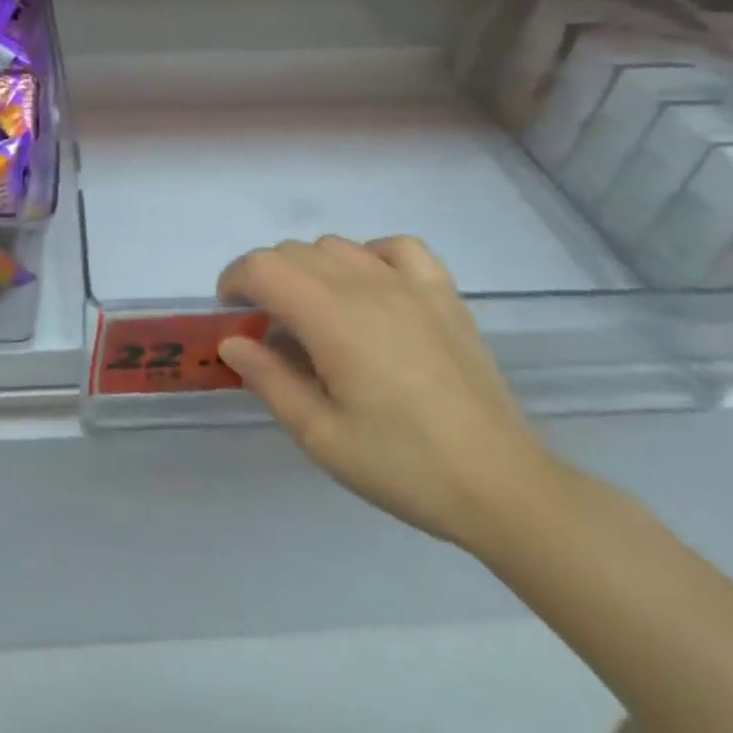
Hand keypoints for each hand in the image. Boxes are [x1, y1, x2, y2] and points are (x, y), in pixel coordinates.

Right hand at [216, 236, 562, 550]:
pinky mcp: (444, 296)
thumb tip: (232, 341)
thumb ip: (268, 379)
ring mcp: (411, 286)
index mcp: (332, 317)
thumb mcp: (318, 434)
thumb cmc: (402, 465)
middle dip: (266, 280)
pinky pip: (397, 248)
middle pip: (295, 252)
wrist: (502, 486)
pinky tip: (369, 288)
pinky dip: (369, 256)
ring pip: (337, 246)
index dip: (234, 281)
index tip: (230, 315)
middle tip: (267, 329)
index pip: (263, 267)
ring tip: (314, 314)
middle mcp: (367, 286)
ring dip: (309, 269)